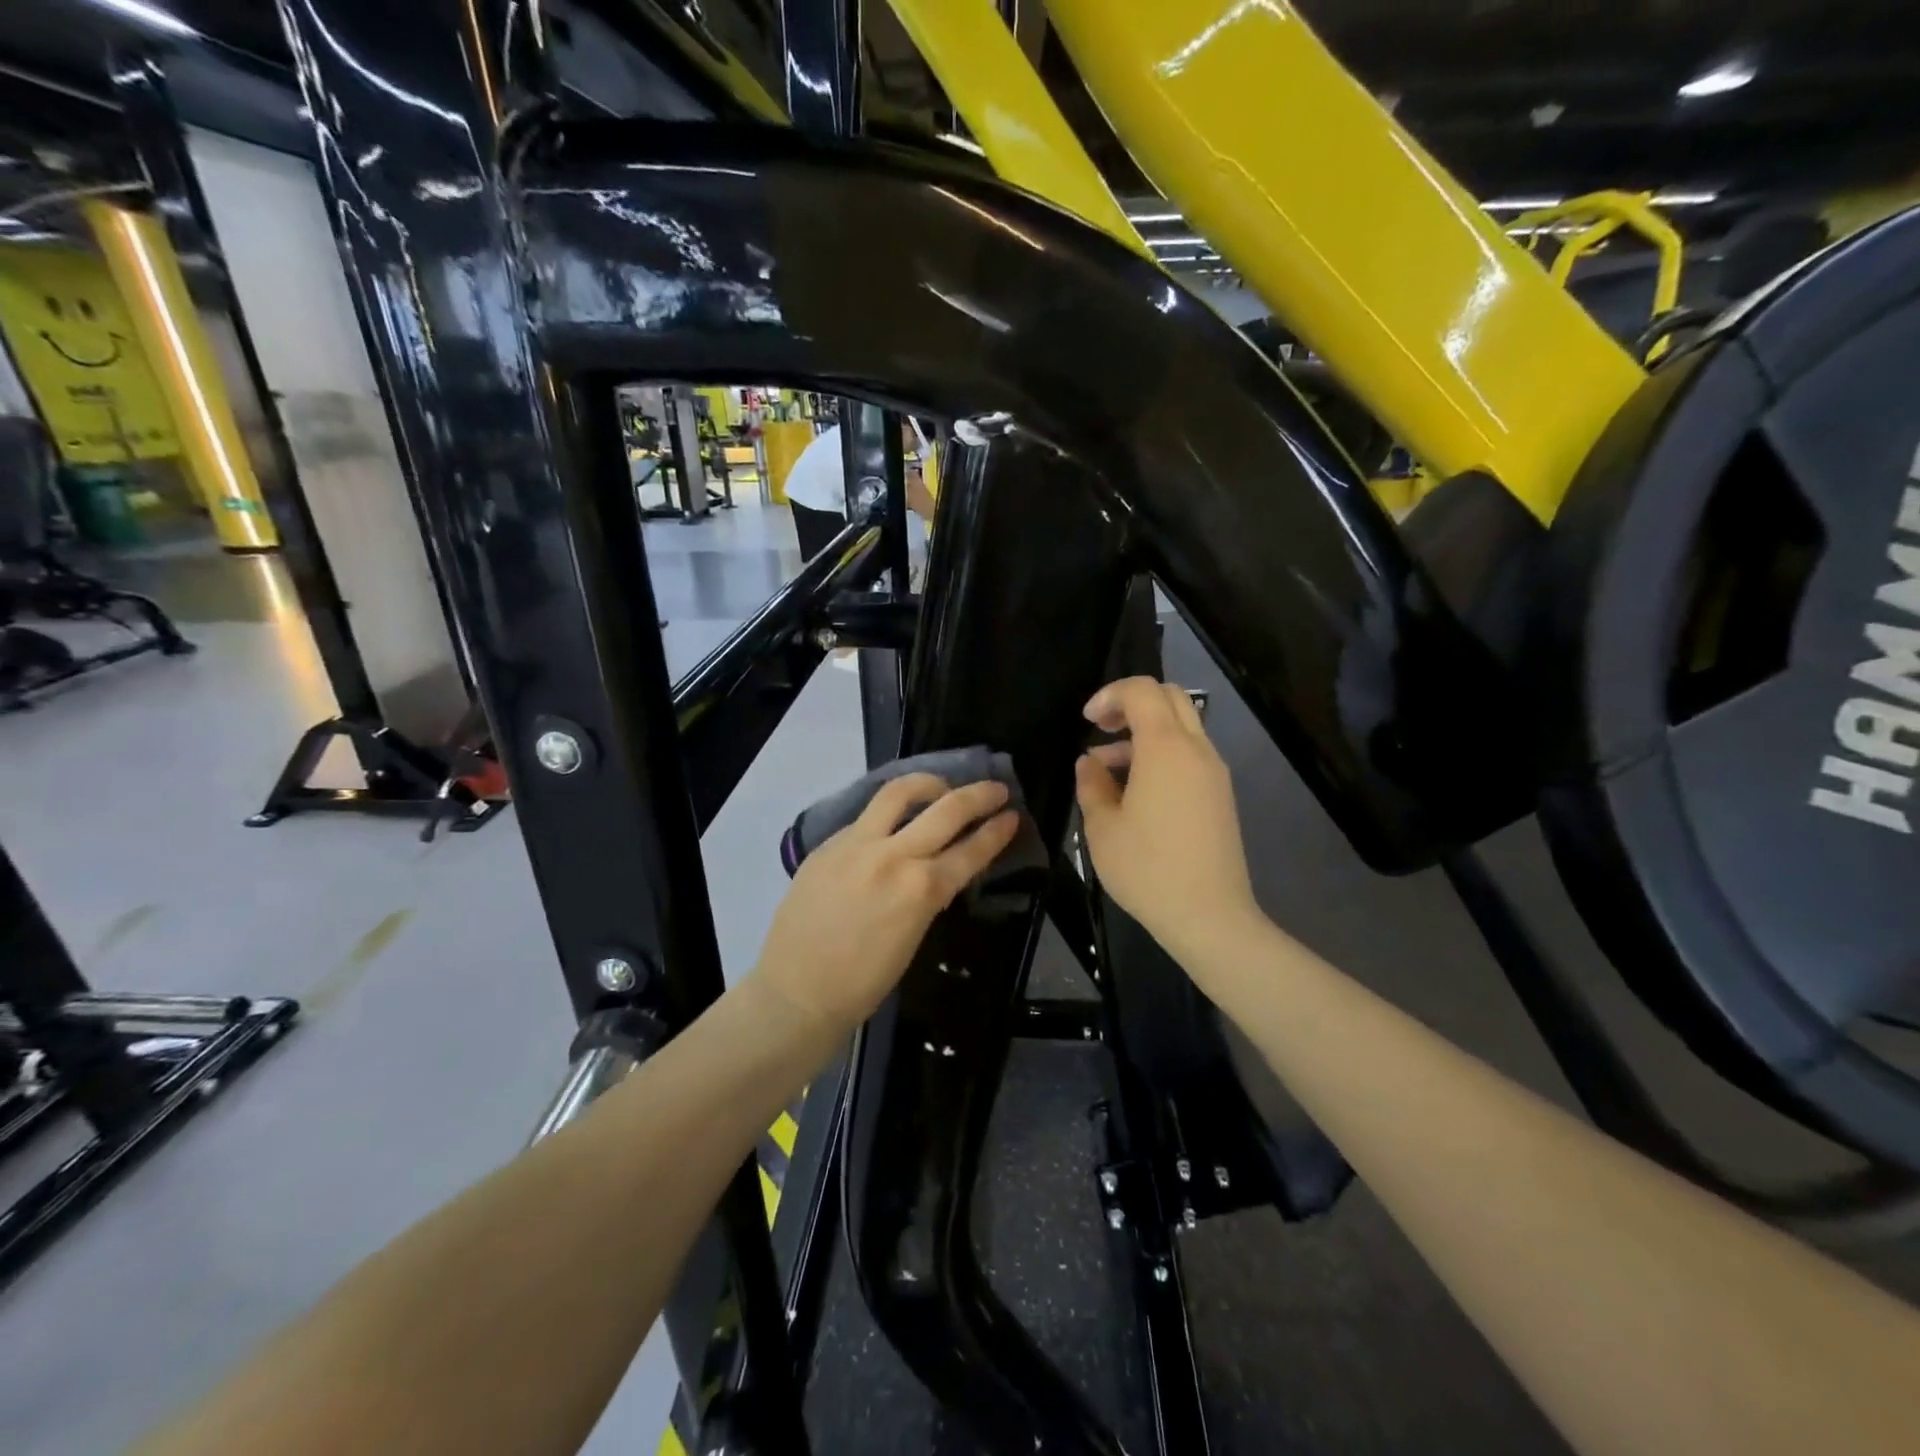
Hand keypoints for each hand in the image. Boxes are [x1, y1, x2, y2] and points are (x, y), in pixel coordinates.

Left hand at [754, 774, 1019, 1033]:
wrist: (797, 991)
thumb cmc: (863, 982)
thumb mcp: (913, 937)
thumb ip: (928, 894)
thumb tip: (938, 868)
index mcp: (922, 890)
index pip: (971, 850)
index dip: (997, 831)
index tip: (1013, 816)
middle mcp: (894, 856)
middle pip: (947, 809)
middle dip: (979, 794)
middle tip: (995, 788)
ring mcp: (857, 844)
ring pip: (900, 792)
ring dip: (929, 783)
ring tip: (941, 786)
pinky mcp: (829, 843)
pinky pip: (867, 815)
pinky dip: (889, 811)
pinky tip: (894, 819)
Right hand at [1075, 678, 1260, 962]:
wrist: (1209, 916)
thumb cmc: (1147, 869)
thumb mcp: (1102, 828)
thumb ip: (1091, 784)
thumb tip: (1089, 763)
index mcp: (1166, 748)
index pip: (1142, 691)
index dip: (1109, 695)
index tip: (1086, 721)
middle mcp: (1196, 749)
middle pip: (1169, 698)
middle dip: (1131, 703)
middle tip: (1101, 728)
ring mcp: (1214, 772)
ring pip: (1181, 727)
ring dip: (1144, 733)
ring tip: (1106, 769)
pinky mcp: (1220, 795)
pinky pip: (1189, 755)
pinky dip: (1161, 754)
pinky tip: (1135, 791)